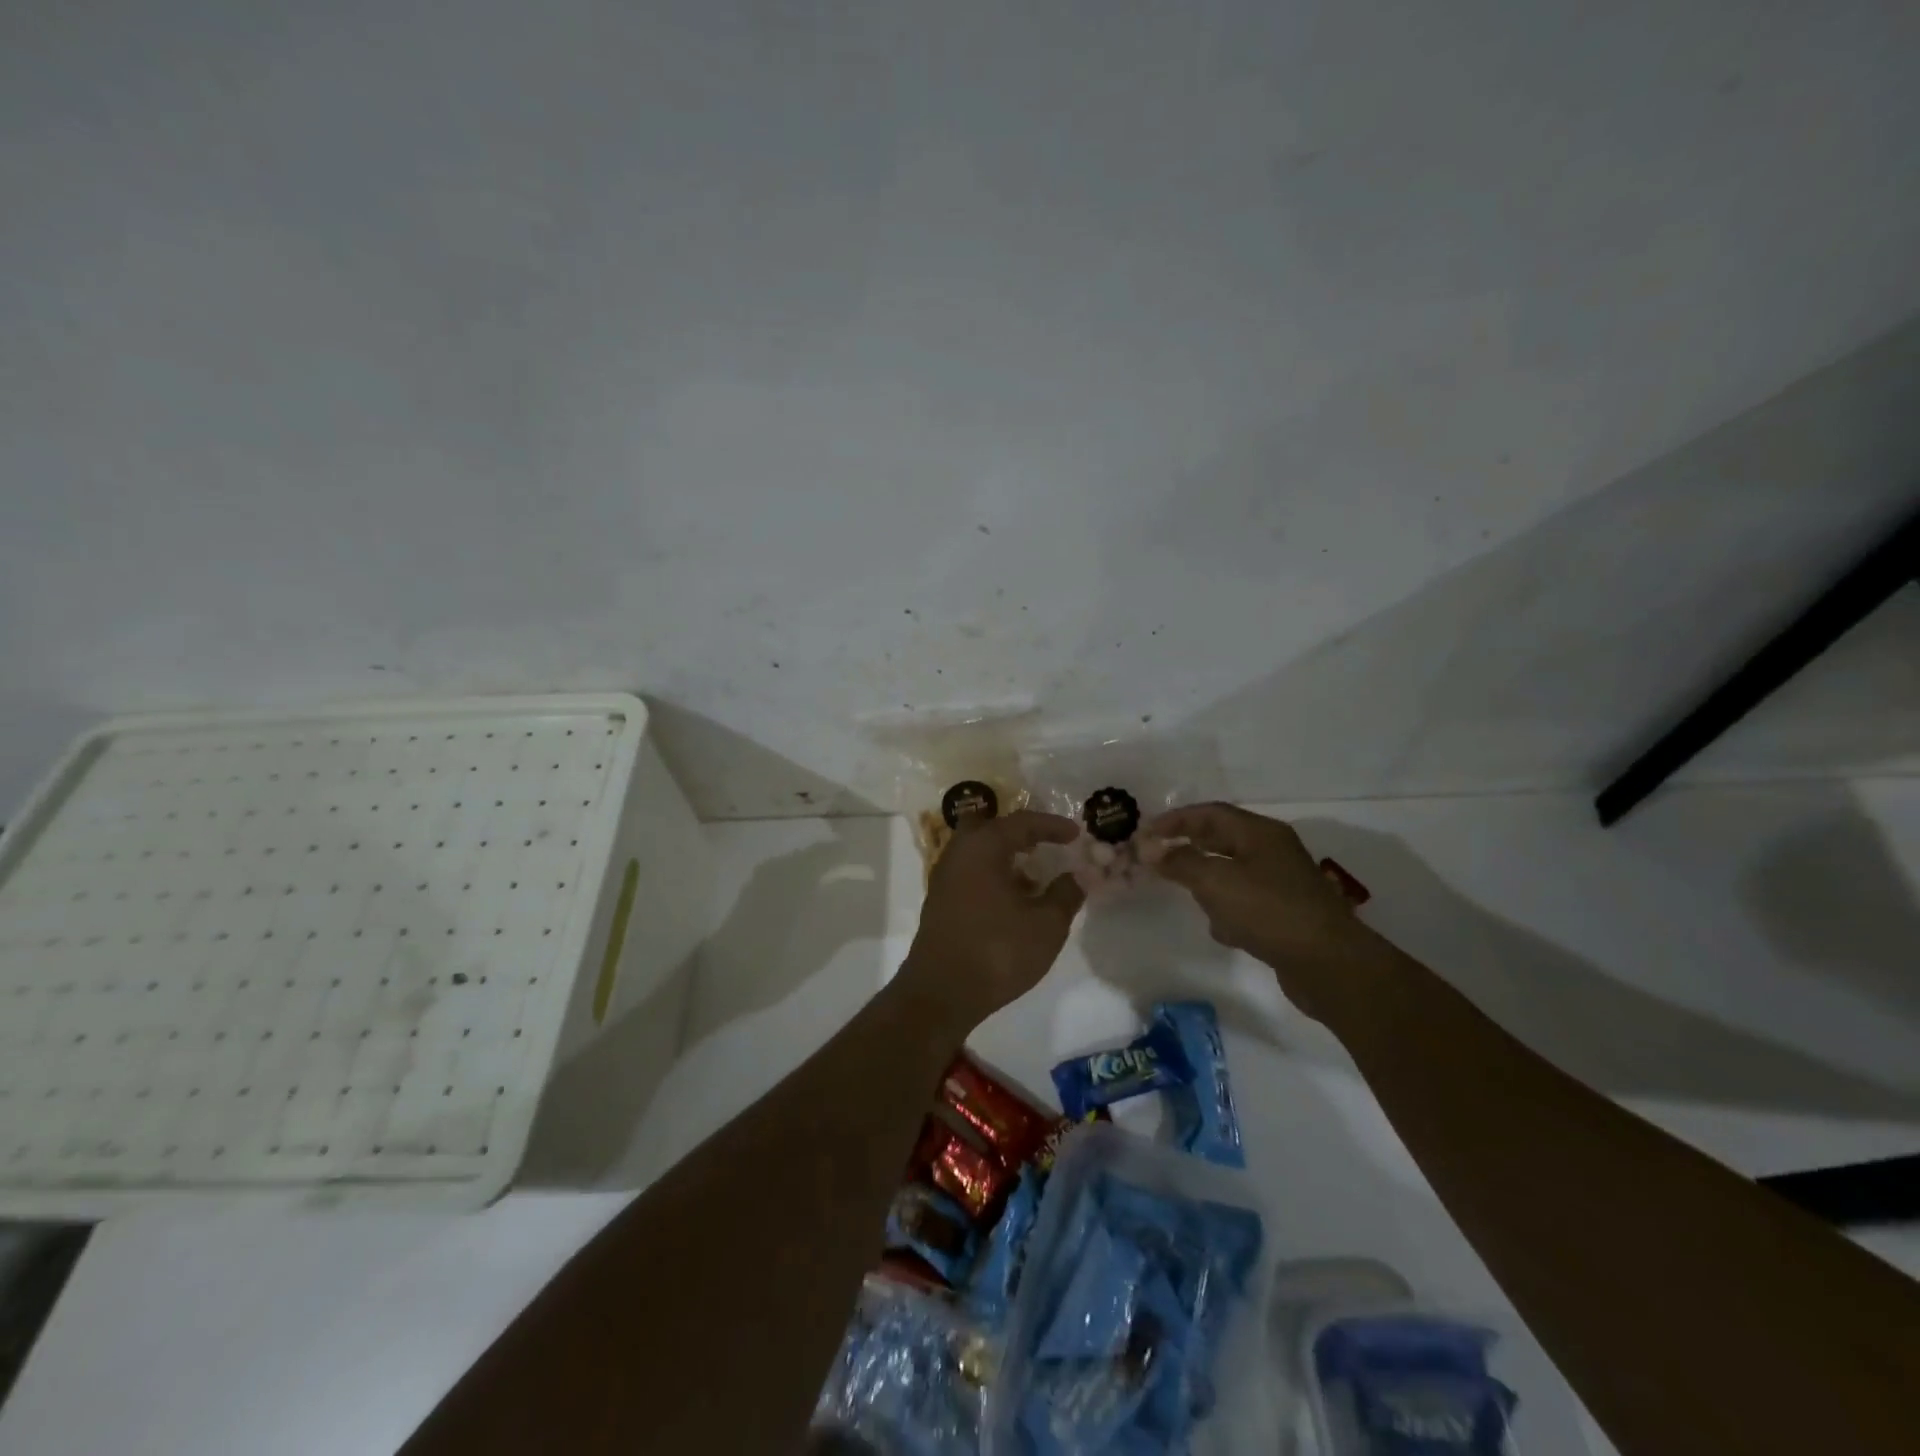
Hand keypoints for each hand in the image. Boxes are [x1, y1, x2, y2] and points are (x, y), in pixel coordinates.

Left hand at [901, 810, 1085, 1027]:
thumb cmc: (997, 951)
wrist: (941, 994)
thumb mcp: (1046, 925)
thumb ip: (1066, 894)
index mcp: (983, 847)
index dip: (1052, 825)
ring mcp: (944, 878)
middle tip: (1044, 844)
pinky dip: (992, 875)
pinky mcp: (939, 902)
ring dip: (1005, 857)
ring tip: (1035, 879)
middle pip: (989, 827)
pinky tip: (1012, 902)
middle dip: (1019, 833)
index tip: (1076, 833)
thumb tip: (1077, 876)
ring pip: (977, 851)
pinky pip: (970, 873)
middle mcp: (959, 853)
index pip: (1022, 823)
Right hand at [1149, 803, 1373, 1017]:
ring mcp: (1283, 884)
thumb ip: (1180, 862)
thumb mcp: (1215, 882)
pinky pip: (1248, 903)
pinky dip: (1229, 910)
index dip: (1176, 819)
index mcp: (1260, 833)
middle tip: (1158, 857)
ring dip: (1208, 880)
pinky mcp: (1287, 916)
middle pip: (1223, 840)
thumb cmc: (1269, 911)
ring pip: (1234, 873)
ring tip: (1184, 892)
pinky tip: (1220, 929)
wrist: (1329, 964)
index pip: (1211, 813)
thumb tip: (1150, 848)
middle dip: (1190, 847)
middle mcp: (1273, 852)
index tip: (1146, 832)